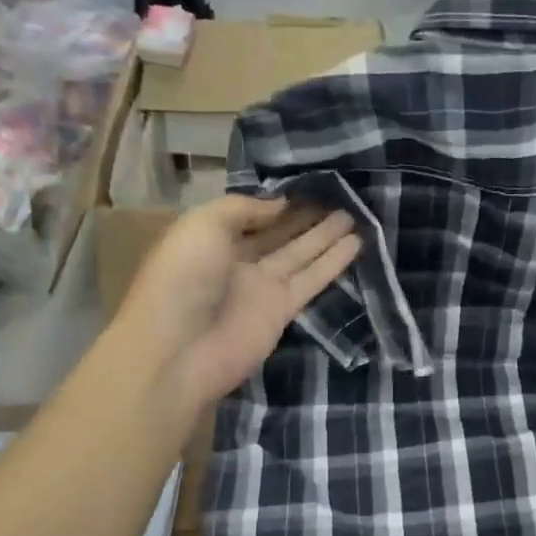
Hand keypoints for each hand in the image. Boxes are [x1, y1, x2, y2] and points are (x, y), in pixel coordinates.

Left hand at [122, 196, 358, 403]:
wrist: (179, 350)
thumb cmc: (182, 278)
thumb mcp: (203, 225)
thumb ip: (243, 208)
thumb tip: (281, 204)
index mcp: (210, 240)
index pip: (250, 215)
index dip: (277, 202)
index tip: (308, 185)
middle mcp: (237, 262)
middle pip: (279, 234)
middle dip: (306, 217)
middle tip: (340, 197)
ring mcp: (261, 288)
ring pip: (300, 254)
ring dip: (326, 236)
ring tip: (355, 215)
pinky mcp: (283, 311)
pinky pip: (312, 280)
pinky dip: (333, 262)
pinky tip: (356, 243)